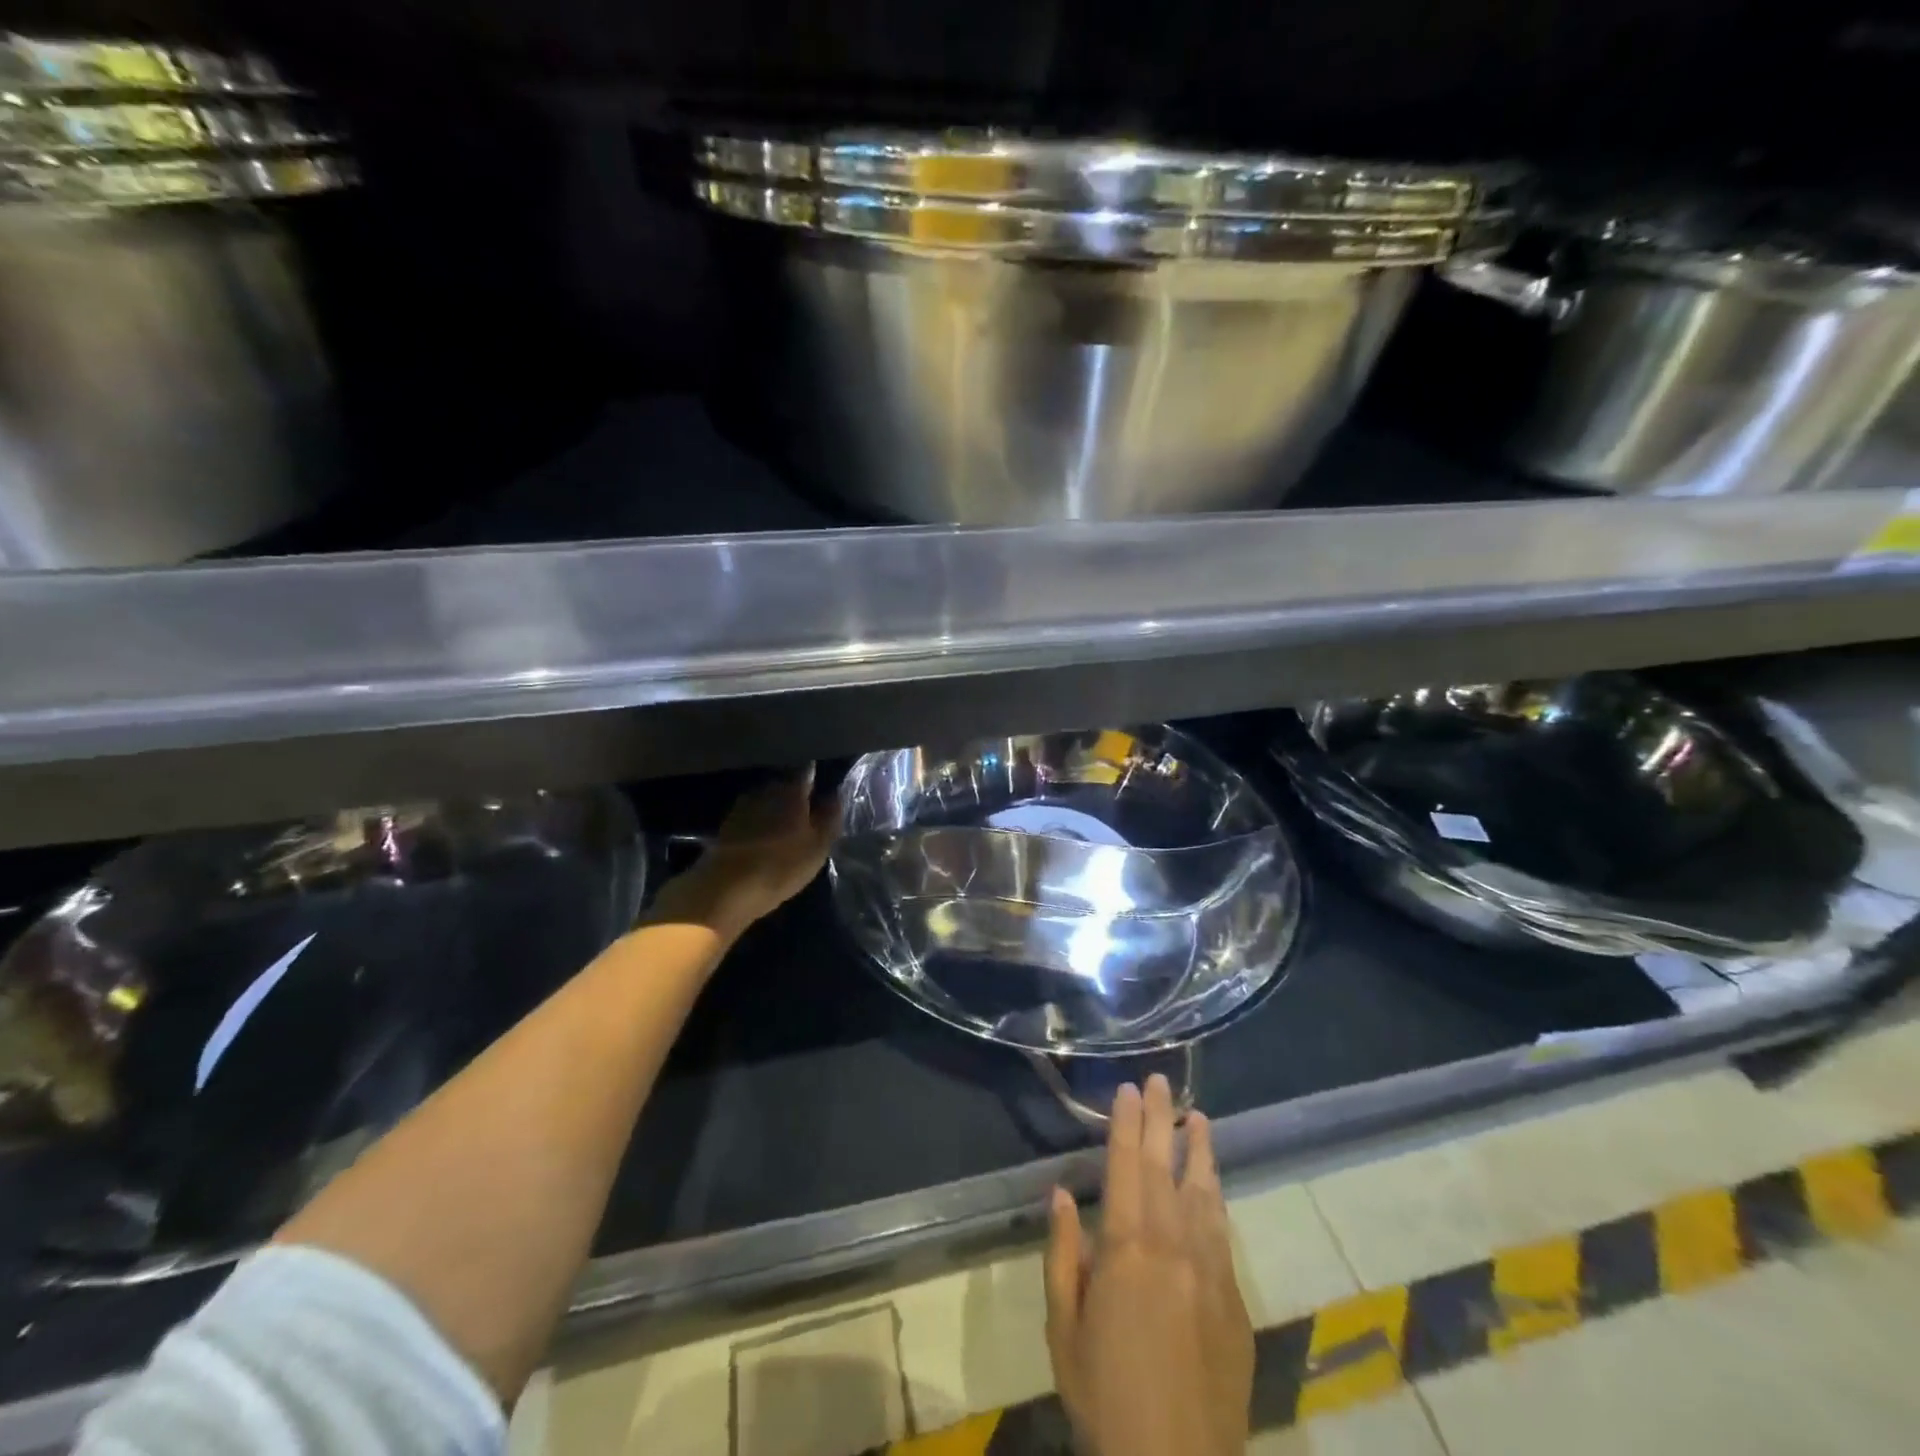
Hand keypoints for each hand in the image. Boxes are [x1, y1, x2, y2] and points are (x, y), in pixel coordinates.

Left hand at [647, 769, 838, 942]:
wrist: (724, 889)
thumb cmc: (781, 866)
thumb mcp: (818, 846)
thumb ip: (830, 817)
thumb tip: (835, 794)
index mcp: (791, 789)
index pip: (808, 771)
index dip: (817, 777)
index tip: (824, 787)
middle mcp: (765, 789)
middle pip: (785, 784)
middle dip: (796, 795)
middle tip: (808, 813)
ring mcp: (742, 805)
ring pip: (767, 801)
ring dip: (776, 810)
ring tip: (787, 828)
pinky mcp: (726, 825)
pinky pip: (752, 817)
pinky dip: (760, 823)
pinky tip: (766, 839)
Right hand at [1044, 1076, 1253, 1455]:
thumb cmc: (1105, 1398)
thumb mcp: (1064, 1328)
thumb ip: (1064, 1253)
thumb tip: (1062, 1193)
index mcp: (1127, 1248)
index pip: (1127, 1166)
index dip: (1127, 1124)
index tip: (1128, 1089)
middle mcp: (1174, 1246)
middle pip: (1166, 1168)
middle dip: (1162, 1120)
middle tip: (1161, 1082)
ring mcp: (1211, 1271)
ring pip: (1204, 1194)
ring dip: (1199, 1151)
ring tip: (1198, 1117)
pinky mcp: (1235, 1301)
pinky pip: (1223, 1233)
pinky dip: (1216, 1199)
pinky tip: (1213, 1185)